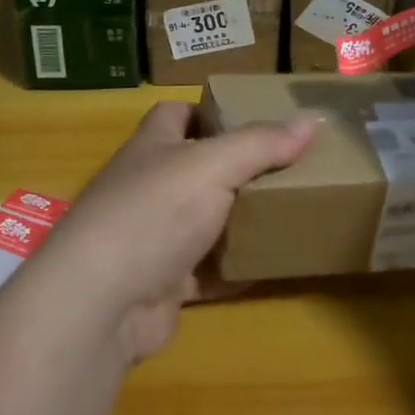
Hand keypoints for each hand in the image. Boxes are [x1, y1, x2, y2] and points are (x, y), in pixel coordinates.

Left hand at [23, 102, 318, 363]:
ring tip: (286, 214)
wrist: (102, 303)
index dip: (210, 111)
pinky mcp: (161, 283)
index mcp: (152, 148)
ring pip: (202, 222)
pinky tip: (267, 268)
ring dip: (238, 221)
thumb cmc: (153, 214)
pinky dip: (232, 270)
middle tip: (287, 170)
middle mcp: (147, 188)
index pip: (175, 114)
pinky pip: (205, 271)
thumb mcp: (213, 166)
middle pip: (195, 170)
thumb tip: (312, 119)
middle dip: (237, 170)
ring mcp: (151, 238)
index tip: (254, 120)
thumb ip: (261, 144)